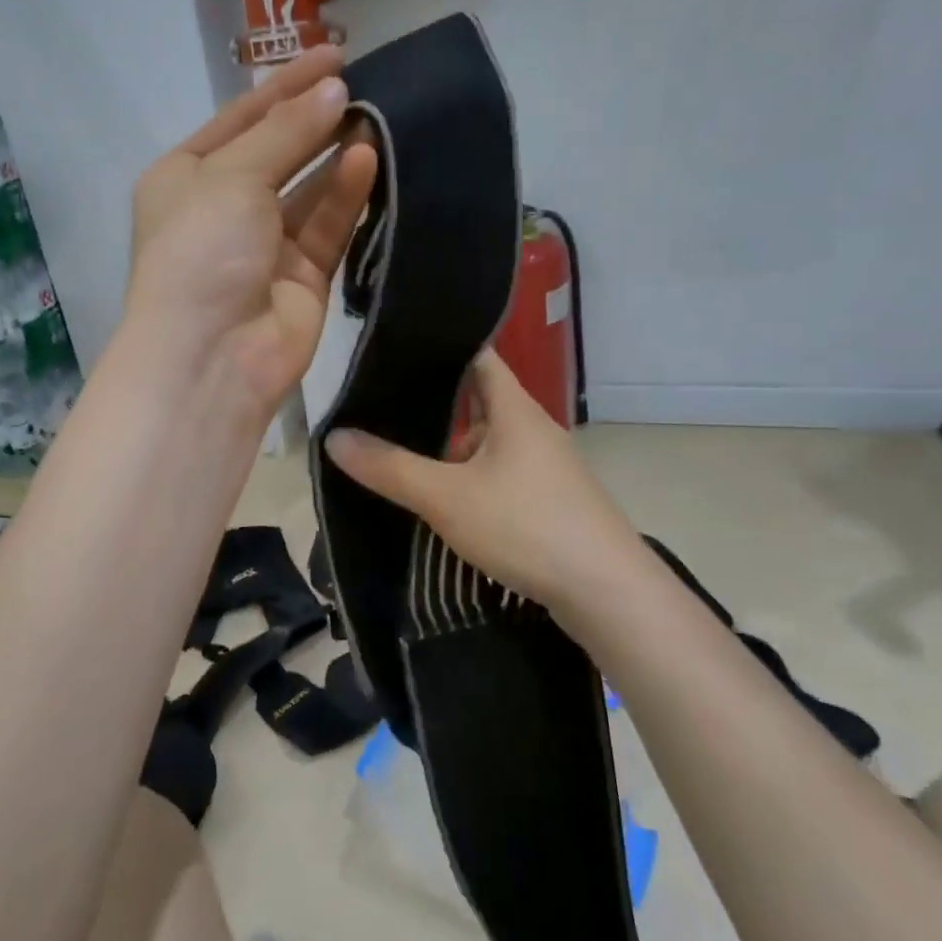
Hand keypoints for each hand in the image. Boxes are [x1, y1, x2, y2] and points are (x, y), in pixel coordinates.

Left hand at [125, 49, 377, 415]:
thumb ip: (285, 132)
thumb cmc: (202, 251)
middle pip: (276, 151)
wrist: (212, 355)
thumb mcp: (231, 176)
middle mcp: (223, 208)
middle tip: (365, 82)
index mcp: (185, 177)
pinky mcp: (302, 277)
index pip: (241, 118)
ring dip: (336, 155)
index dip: (285, 85)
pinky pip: (326, 227)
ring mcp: (263, 246)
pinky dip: (345, 195)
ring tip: (376, 116)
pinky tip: (368, 159)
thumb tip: (335, 91)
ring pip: (308, 189)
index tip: (335, 53)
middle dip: (314, 118)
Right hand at [324, 350, 643, 627]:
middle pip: (478, 398)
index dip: (438, 347)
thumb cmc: (526, 526)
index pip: (476, 355)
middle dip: (432, 401)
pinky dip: (467, 474)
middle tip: (378, 401)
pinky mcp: (548, 499)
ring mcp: (544, 465)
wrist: (607, 593)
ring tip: (396, 446)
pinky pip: (498, 472)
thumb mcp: (446, 497)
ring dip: (449, 444)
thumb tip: (334, 437)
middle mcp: (533, 427)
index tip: (393, 348)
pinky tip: (439, 493)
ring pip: (487, 440)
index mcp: (515, 408)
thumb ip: (389, 467)